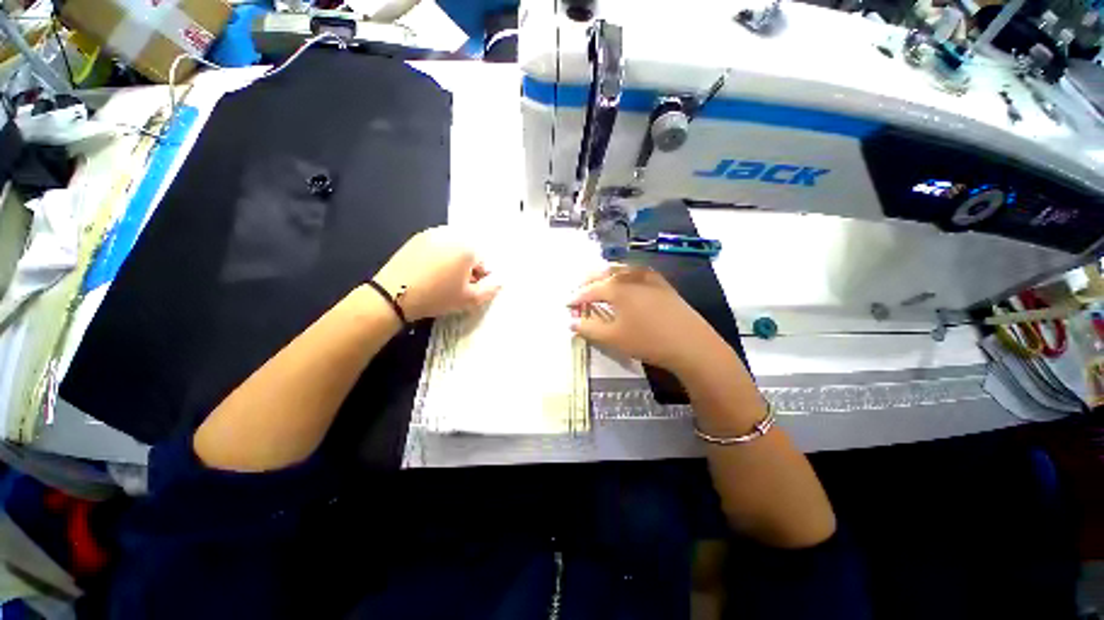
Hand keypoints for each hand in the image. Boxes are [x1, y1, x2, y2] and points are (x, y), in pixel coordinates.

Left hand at [374, 227, 499, 320]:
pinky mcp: (417, 238)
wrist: (394, 295)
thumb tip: (500, 280)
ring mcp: (433, 233)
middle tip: (456, 286)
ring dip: (454, 262)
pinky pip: (438, 246)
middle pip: (470, 252)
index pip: (485, 262)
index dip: (479, 279)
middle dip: (467, 268)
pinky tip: (428, 272)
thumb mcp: (470, 299)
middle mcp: (452, 234)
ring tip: (441, 280)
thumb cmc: (437, 296)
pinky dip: (438, 257)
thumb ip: (491, 289)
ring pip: (454, 249)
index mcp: (468, 247)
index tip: (467, 290)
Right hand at [567, 265, 727, 376]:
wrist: (691, 344)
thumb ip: (589, 329)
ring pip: (621, 269)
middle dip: (589, 280)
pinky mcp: (663, 283)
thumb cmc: (647, 340)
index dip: (577, 297)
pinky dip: (625, 275)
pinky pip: (637, 272)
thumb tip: (572, 322)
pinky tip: (627, 282)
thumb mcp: (613, 338)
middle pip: (604, 273)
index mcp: (617, 288)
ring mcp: (649, 277)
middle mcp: (631, 276)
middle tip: (579, 290)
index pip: (590, 290)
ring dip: (606, 274)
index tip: (567, 304)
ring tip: (599, 283)